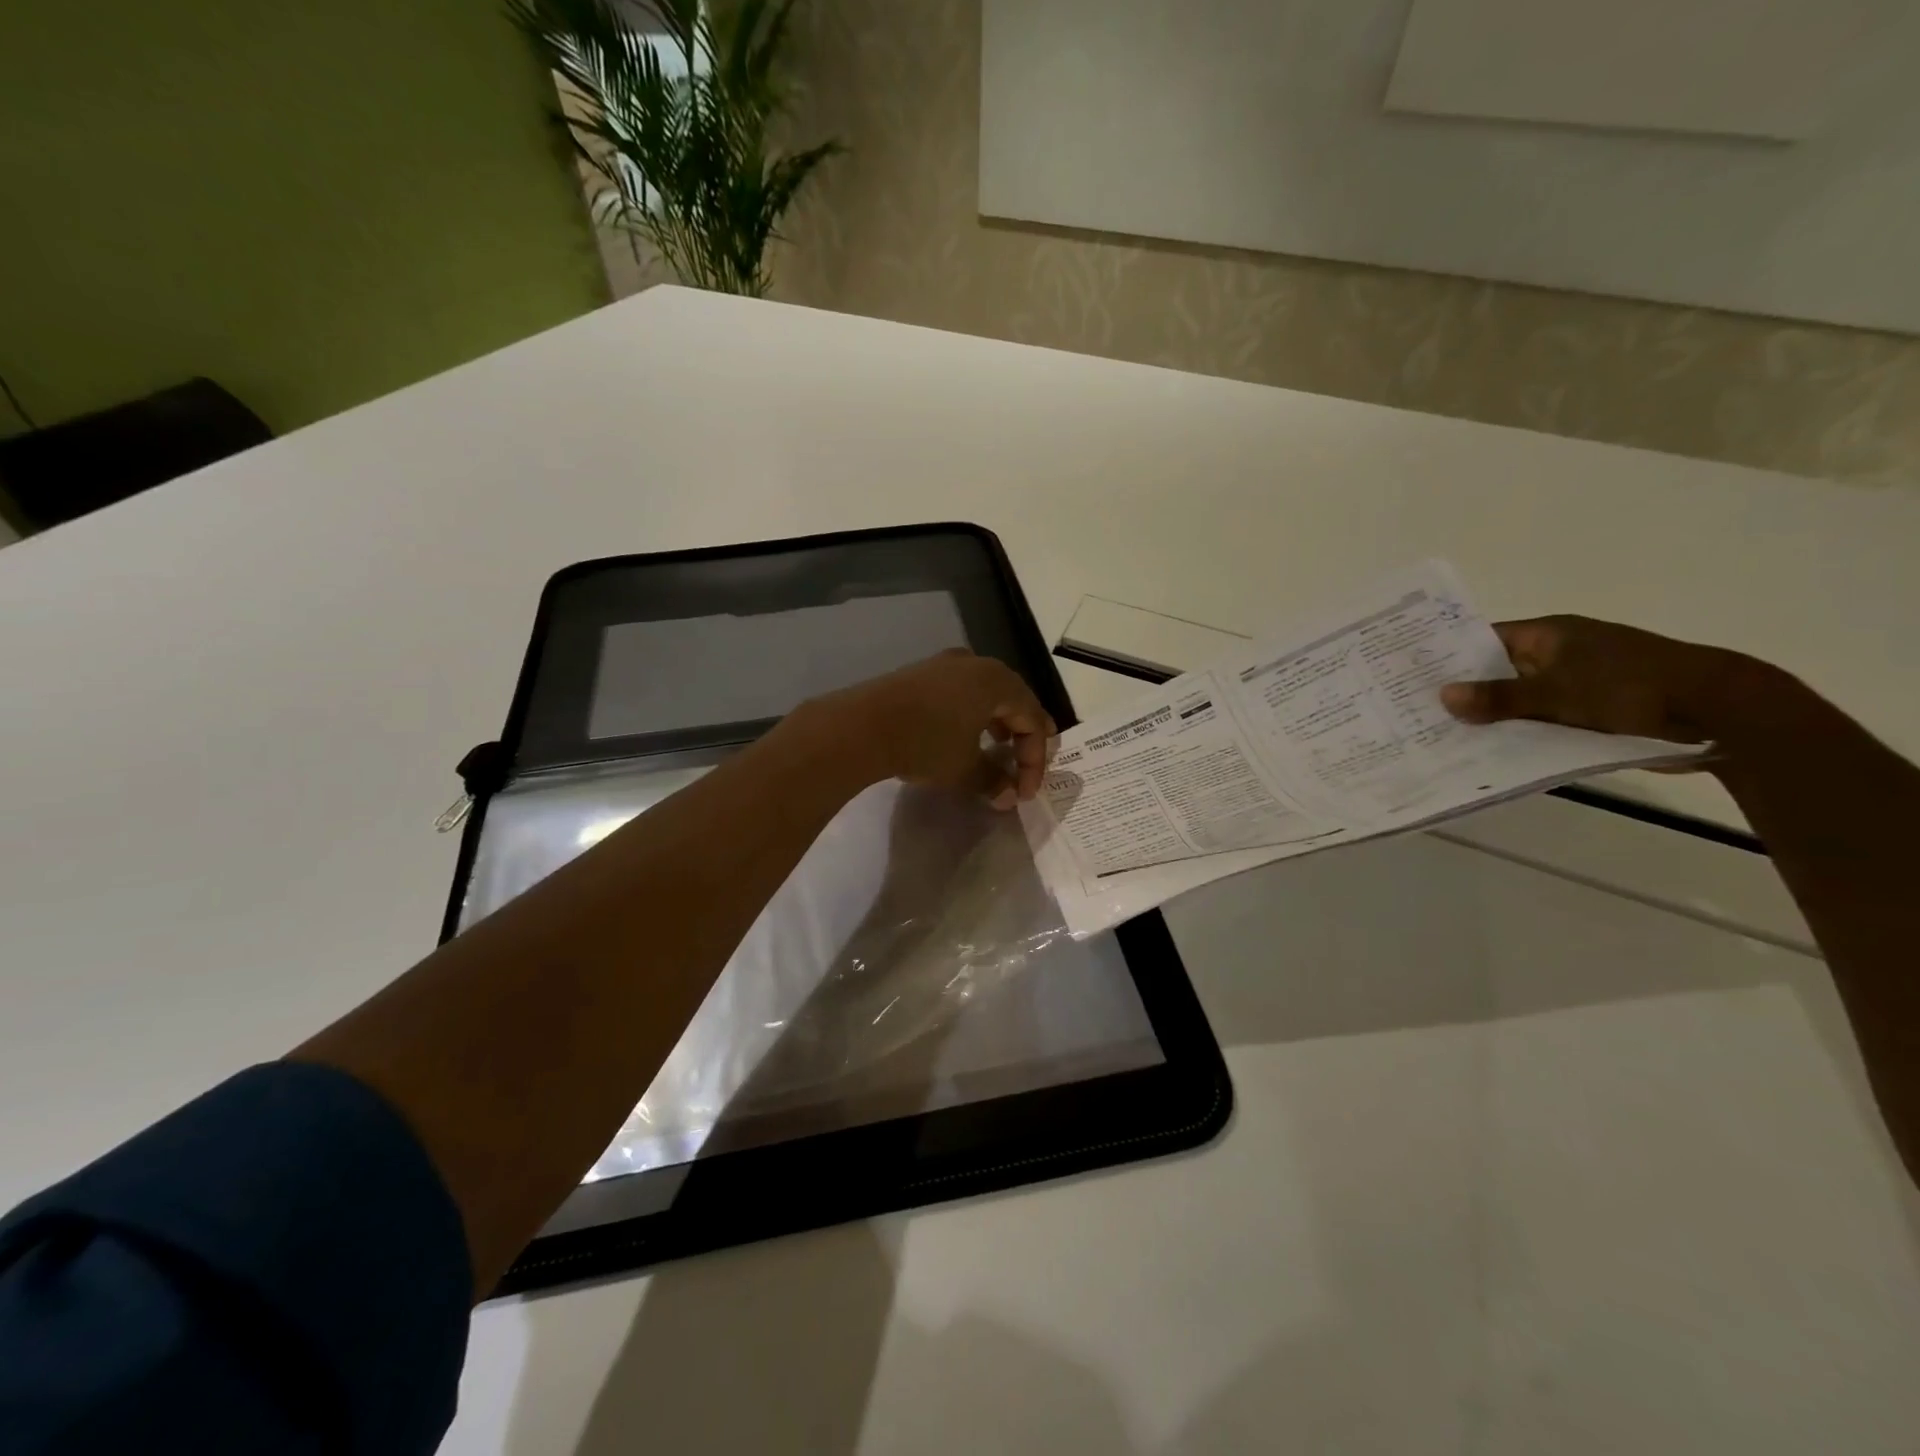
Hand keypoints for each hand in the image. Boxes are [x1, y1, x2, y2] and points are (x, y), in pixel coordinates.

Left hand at [802, 650, 1056, 809]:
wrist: (861, 726)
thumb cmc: (925, 744)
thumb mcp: (964, 769)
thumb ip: (993, 781)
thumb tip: (1009, 796)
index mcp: (998, 682)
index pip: (1033, 720)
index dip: (1035, 759)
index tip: (1024, 792)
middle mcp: (977, 664)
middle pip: (1014, 699)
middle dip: (1022, 735)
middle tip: (1024, 762)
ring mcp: (946, 664)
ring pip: (987, 693)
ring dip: (998, 722)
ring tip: (996, 748)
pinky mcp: (921, 672)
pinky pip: (961, 691)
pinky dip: (972, 714)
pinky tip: (962, 735)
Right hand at [1439, 615, 1754, 744]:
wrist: (1722, 713)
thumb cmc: (1633, 688)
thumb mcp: (1558, 693)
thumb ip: (1499, 697)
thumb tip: (1443, 696)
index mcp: (1551, 634)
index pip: (1484, 639)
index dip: (1449, 654)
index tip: (1411, 674)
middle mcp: (1560, 654)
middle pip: (1498, 671)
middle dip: (1463, 690)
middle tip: (1414, 711)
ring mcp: (1578, 683)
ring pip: (1519, 700)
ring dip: (1491, 717)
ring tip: (1441, 736)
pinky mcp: (1593, 712)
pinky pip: (1542, 720)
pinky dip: (1519, 732)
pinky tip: (1490, 751)